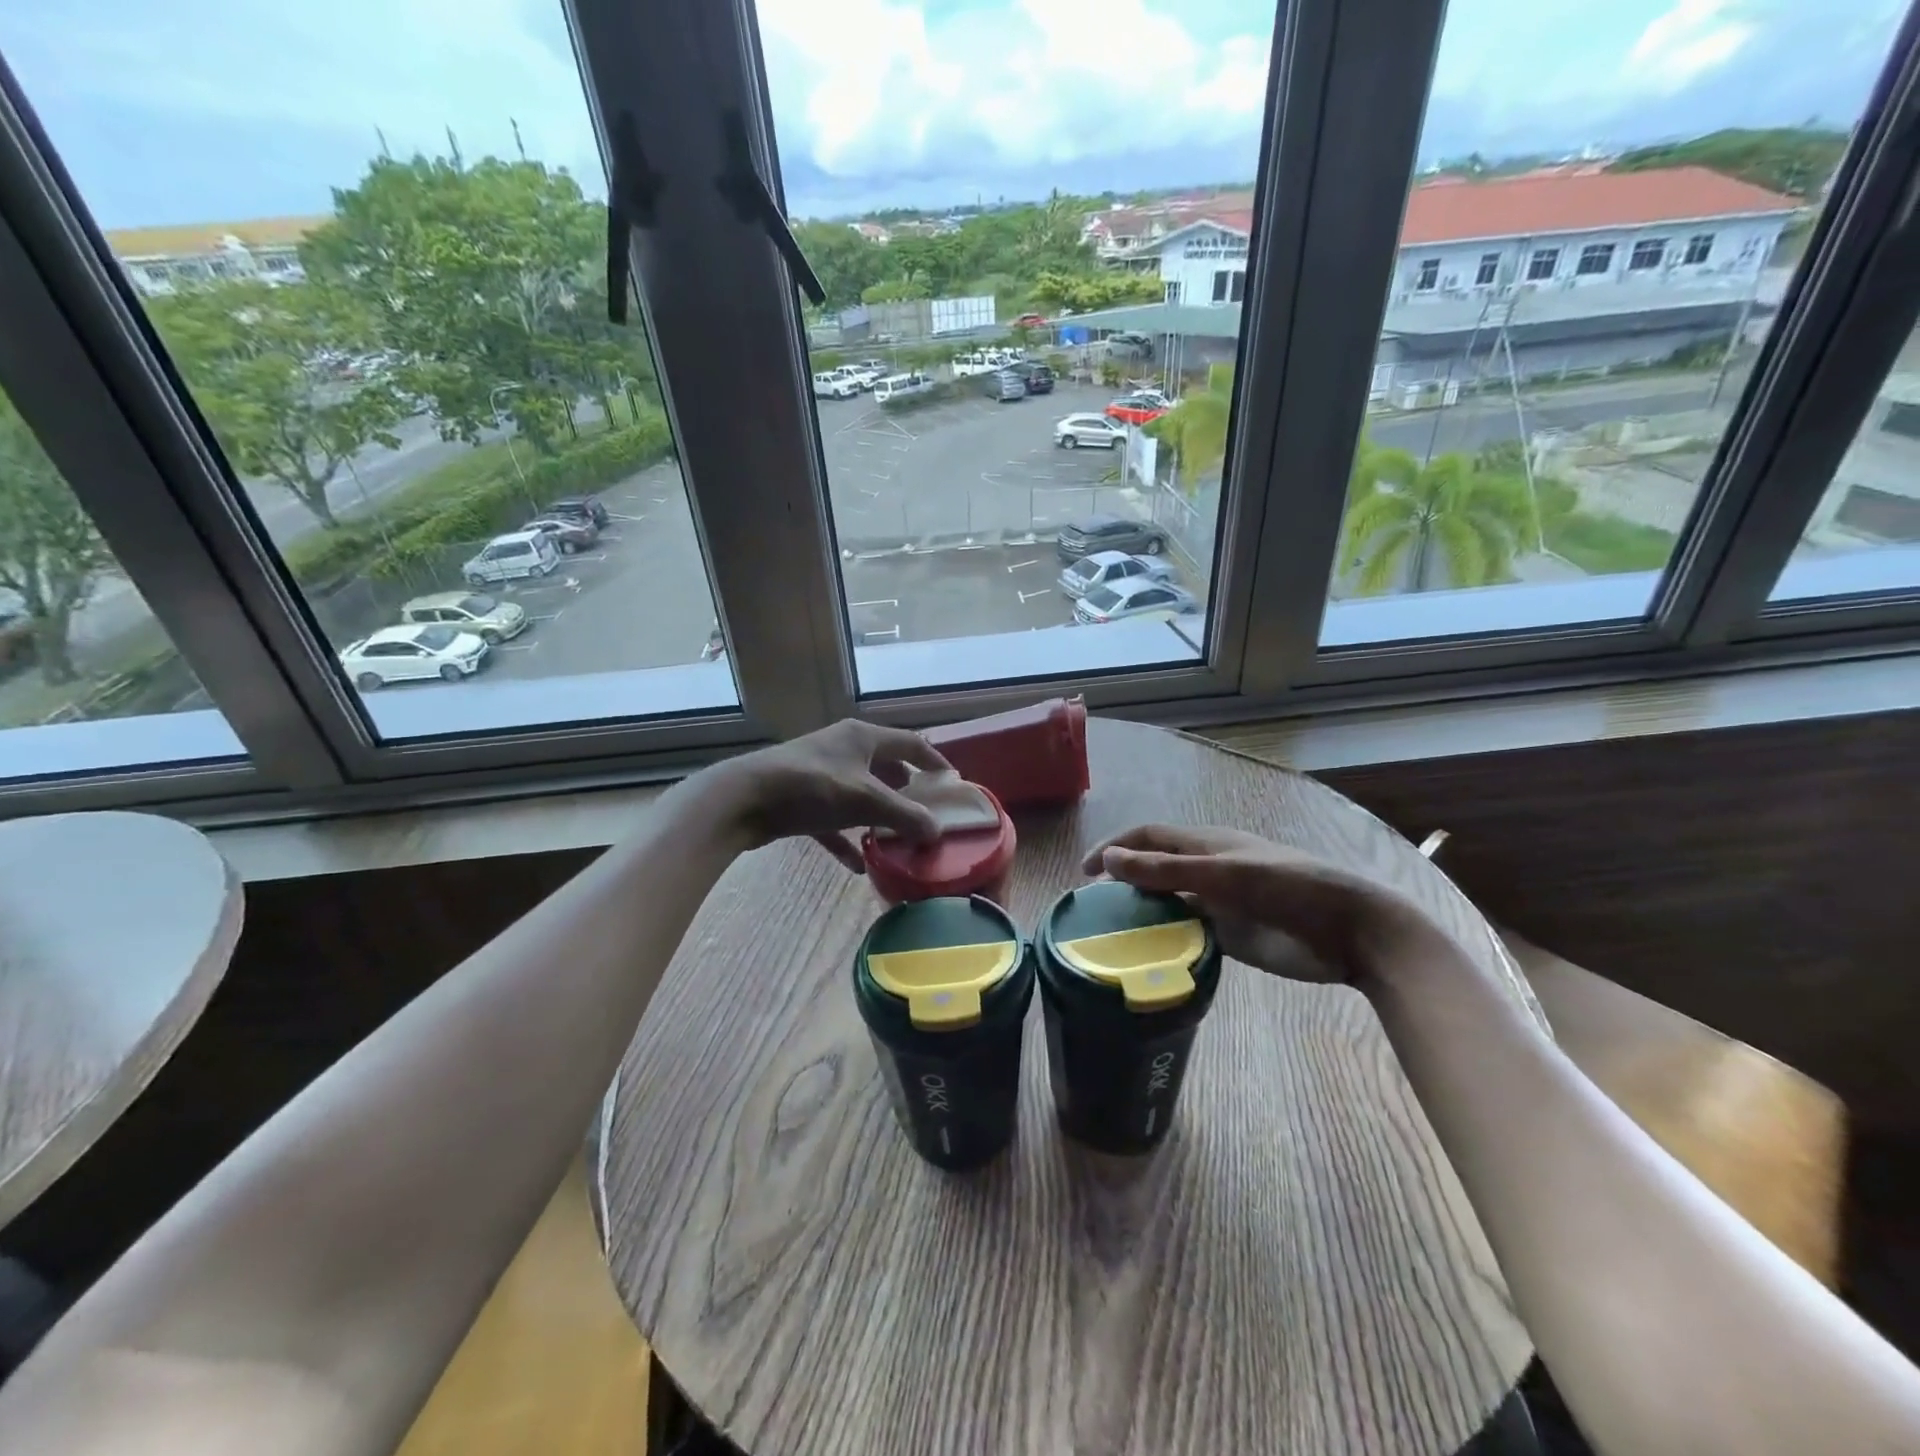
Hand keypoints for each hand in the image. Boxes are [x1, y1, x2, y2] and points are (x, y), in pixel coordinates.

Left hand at [707, 719, 950, 872]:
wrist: (743, 799)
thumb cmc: (812, 787)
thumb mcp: (865, 800)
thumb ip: (905, 815)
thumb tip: (937, 832)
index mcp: (862, 737)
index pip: (910, 743)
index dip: (934, 760)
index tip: (953, 782)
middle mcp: (843, 749)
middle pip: (885, 768)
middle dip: (906, 792)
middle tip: (925, 815)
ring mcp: (820, 774)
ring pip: (860, 795)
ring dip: (878, 816)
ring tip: (898, 839)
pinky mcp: (801, 801)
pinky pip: (833, 821)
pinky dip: (847, 839)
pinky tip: (859, 864)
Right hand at [1082, 824, 1434, 985]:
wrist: (1353, 931)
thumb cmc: (1290, 889)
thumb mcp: (1224, 874)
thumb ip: (1167, 869)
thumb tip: (1109, 859)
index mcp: (1206, 844)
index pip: (1148, 838)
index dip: (1114, 847)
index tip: (1084, 873)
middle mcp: (1207, 870)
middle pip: (1154, 871)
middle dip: (1123, 883)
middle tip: (1092, 912)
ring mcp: (1219, 904)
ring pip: (1168, 904)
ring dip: (1142, 915)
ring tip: (1112, 938)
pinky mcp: (1231, 936)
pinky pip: (1188, 934)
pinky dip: (1166, 941)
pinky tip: (1148, 958)